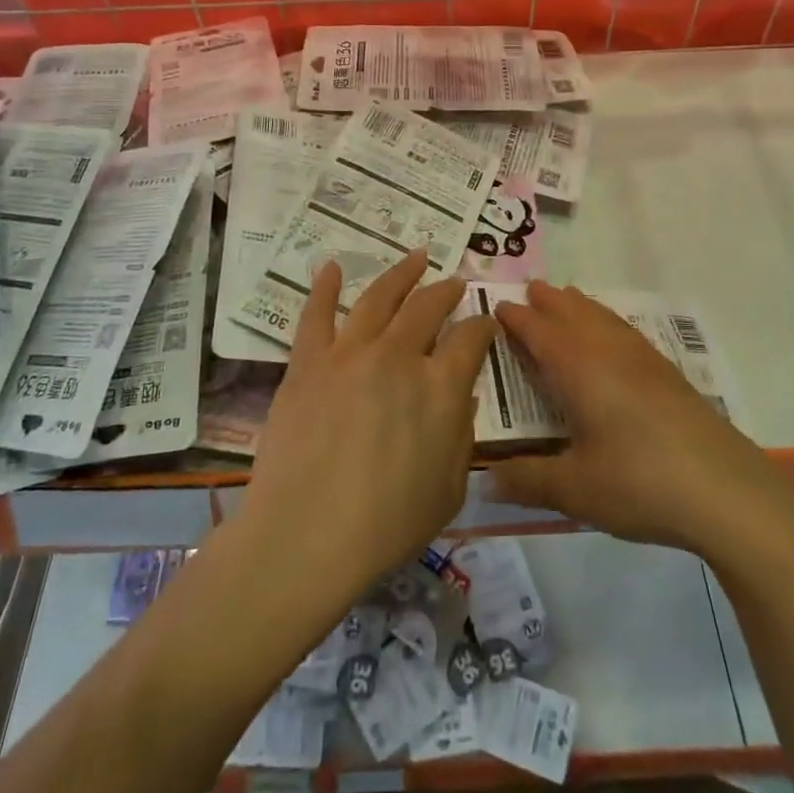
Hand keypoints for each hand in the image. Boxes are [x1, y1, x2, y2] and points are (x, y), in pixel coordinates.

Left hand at [238, 250, 495, 603]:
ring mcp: (350, 353)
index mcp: (441, 388)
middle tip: (454, 282)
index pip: (471, 339)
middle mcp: (400, 357)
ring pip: (380, 298)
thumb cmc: (388, 524)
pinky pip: (317, 314)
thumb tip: (462, 397)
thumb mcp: (449, 489)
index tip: (486, 322)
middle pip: (428, 307)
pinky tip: (333, 268)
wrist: (308, 535)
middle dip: (446, 291)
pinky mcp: (308, 362)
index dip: (482, 326)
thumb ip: (461, 436)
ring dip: (401, 273)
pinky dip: (325, 287)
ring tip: (416, 257)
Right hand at [488, 282, 793, 556]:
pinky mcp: (669, 375)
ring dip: (580, 306)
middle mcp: (608, 353)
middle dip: (549, 301)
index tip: (497, 306)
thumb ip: (527, 481)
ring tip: (567, 298)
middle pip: (573, 314)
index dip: (516, 318)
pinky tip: (614, 336)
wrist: (728, 491)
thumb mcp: (575, 489)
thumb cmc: (640, 483)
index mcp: (579, 369)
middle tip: (530, 289)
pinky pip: (626, 331)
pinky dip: (608, 321)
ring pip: (603, 318)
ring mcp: (643, 361)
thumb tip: (485, 481)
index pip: (538, 332)